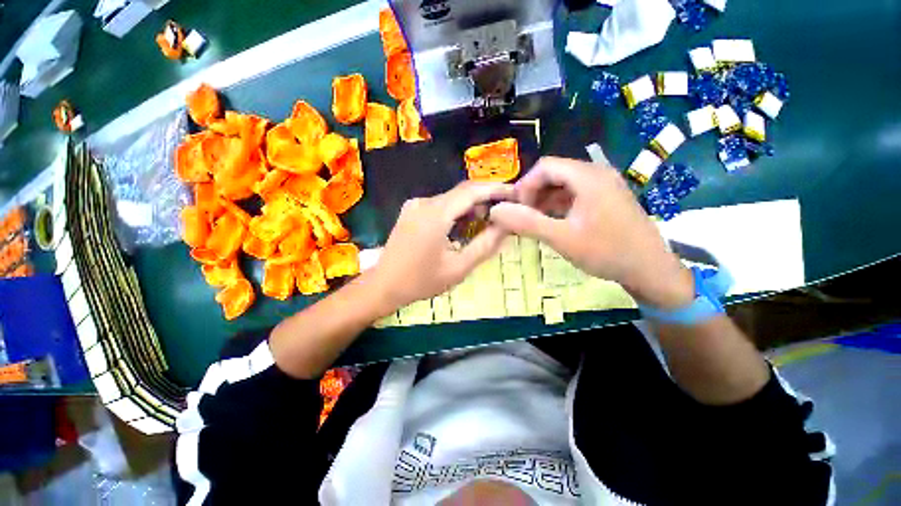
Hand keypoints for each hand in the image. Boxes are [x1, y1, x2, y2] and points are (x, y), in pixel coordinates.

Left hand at [371, 181, 513, 310]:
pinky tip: (463, 226)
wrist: (383, 285)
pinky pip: (439, 205)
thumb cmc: (421, 281)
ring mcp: (415, 205)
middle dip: (485, 199)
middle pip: (462, 192)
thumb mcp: (458, 268)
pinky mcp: (411, 211)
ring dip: (470, 207)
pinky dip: (456, 212)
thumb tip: (505, 225)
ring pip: (451, 199)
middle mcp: (424, 202)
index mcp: (436, 214)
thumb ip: (485, 245)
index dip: (496, 189)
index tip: (515, 194)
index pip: (472, 191)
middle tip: (504, 212)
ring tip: (486, 222)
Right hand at [489, 157, 693, 308]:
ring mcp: (604, 185)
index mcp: (588, 177)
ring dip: (545, 200)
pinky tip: (553, 222)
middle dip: (534, 193)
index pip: (545, 166)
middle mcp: (597, 173)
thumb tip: (496, 210)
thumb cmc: (606, 252)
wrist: (649, 269)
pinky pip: (575, 193)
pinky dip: (559, 205)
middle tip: (524, 217)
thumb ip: (527, 223)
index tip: (517, 209)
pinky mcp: (606, 197)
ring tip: (536, 221)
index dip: (525, 185)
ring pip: (564, 184)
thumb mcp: (561, 239)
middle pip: (554, 173)